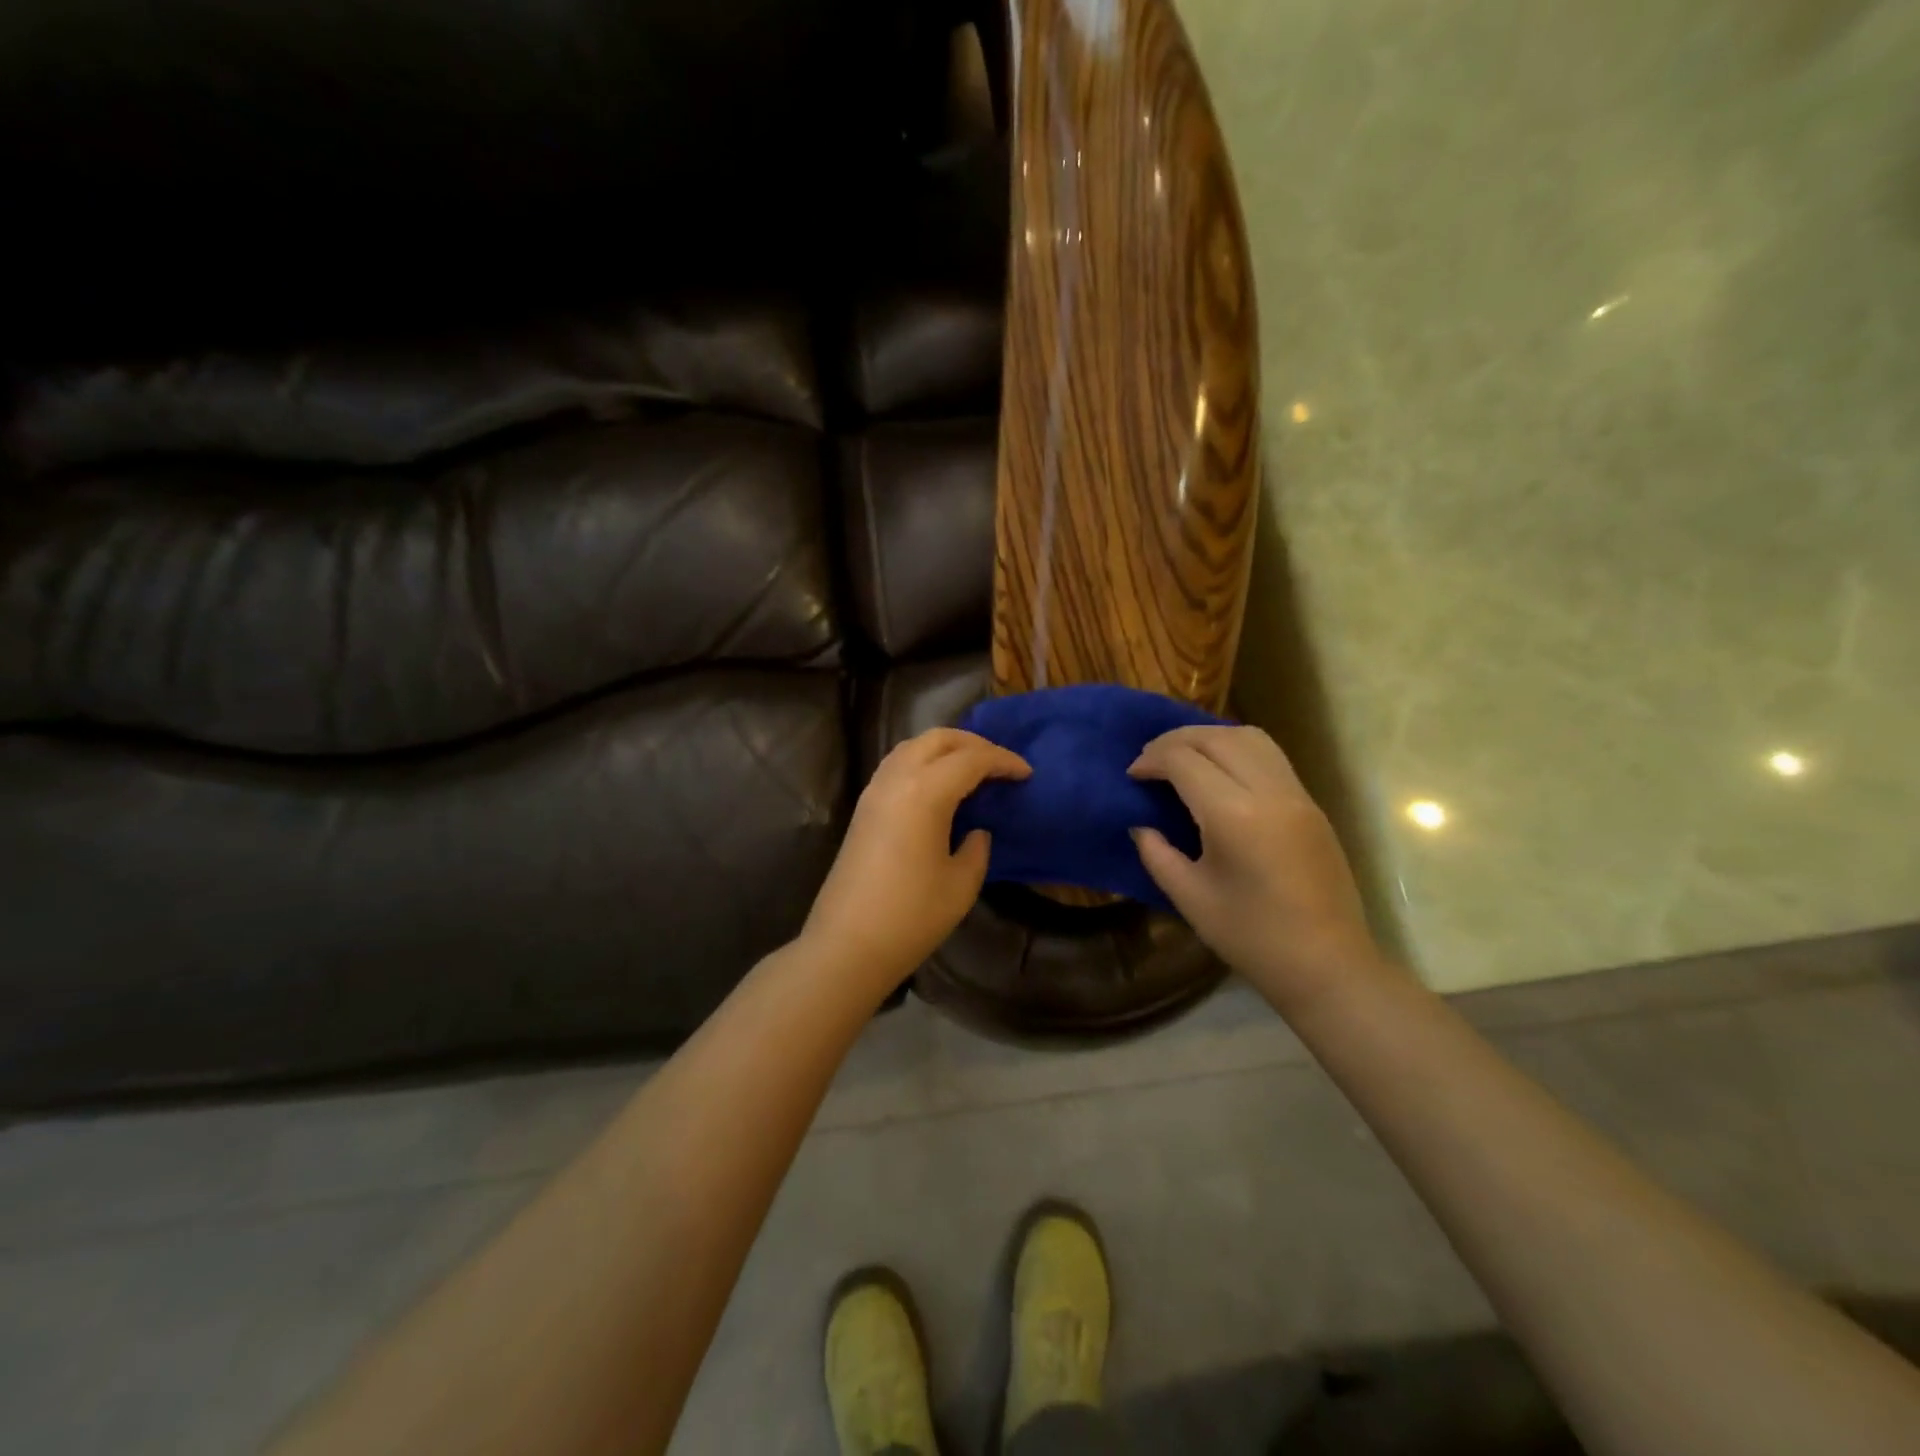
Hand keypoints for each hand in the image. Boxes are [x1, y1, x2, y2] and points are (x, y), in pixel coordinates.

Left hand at [803, 728, 1030, 991]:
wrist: (847, 945)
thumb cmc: (911, 917)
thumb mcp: (961, 884)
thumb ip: (977, 848)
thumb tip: (976, 831)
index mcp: (925, 792)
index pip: (971, 760)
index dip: (1003, 761)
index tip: (1026, 773)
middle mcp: (896, 779)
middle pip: (938, 739)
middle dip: (973, 743)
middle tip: (1000, 764)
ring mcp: (874, 791)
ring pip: (913, 746)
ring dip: (945, 748)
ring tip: (971, 770)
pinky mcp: (863, 808)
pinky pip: (897, 765)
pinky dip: (923, 761)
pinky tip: (938, 787)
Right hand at [1129, 725, 1380, 1013]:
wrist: (1327, 965)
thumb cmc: (1252, 938)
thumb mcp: (1190, 898)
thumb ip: (1157, 853)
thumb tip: (1141, 824)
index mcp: (1233, 816)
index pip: (1184, 761)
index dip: (1151, 760)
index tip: (1132, 776)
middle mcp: (1269, 792)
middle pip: (1217, 737)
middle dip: (1176, 739)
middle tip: (1150, 759)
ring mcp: (1296, 795)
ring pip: (1249, 737)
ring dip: (1210, 737)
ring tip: (1183, 757)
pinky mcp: (1311, 804)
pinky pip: (1270, 756)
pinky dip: (1236, 748)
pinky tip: (1218, 772)